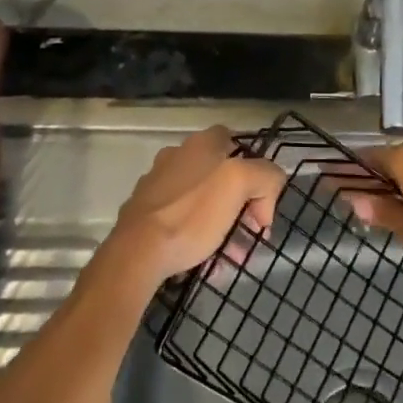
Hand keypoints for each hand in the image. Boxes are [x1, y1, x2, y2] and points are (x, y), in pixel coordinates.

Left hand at [109, 126, 286, 286]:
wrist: (136, 253)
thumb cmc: (192, 214)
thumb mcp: (241, 184)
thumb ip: (265, 177)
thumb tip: (265, 197)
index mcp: (200, 143)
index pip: (236, 141)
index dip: (255, 169)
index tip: (260, 203)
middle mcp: (177, 156)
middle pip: (220, 175)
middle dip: (240, 204)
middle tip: (249, 235)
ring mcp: (157, 184)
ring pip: (201, 201)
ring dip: (221, 224)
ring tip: (231, 257)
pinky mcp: (143, 214)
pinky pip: (181, 221)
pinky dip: (196, 237)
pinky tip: (205, 261)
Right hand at [346, 143, 402, 275]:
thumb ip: (383, 212)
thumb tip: (353, 199)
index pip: (364, 158)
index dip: (345, 171)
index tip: (325, 181)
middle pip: (383, 162)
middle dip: (363, 179)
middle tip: (342, 199)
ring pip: (401, 170)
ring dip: (384, 185)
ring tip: (366, 207)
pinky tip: (398, 208)